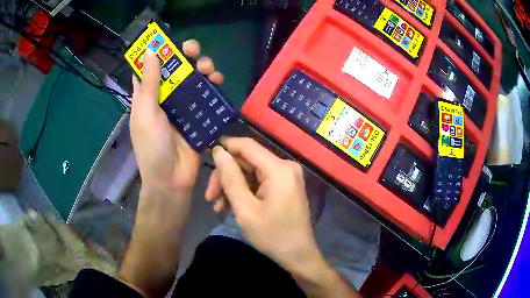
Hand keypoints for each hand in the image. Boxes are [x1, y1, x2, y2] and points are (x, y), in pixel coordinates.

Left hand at [130, 40, 223, 196]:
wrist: (172, 179)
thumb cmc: (152, 147)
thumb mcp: (146, 113)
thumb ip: (149, 83)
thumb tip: (151, 51)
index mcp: (147, 96)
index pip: (150, 67)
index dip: (158, 52)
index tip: (169, 41)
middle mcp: (163, 98)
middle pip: (175, 69)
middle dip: (185, 57)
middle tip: (194, 52)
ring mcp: (181, 106)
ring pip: (192, 79)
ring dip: (201, 69)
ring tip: (210, 70)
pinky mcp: (196, 116)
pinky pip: (205, 95)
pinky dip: (212, 86)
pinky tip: (218, 81)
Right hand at [206, 138, 319, 271]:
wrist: (297, 255)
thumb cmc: (272, 235)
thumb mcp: (245, 208)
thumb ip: (230, 177)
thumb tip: (218, 151)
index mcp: (279, 169)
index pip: (247, 145)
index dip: (225, 147)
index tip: (206, 156)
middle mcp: (285, 166)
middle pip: (247, 161)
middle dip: (225, 176)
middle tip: (209, 196)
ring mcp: (286, 176)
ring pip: (250, 173)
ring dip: (232, 187)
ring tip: (218, 207)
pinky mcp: (284, 186)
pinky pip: (259, 182)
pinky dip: (244, 192)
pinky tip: (230, 207)